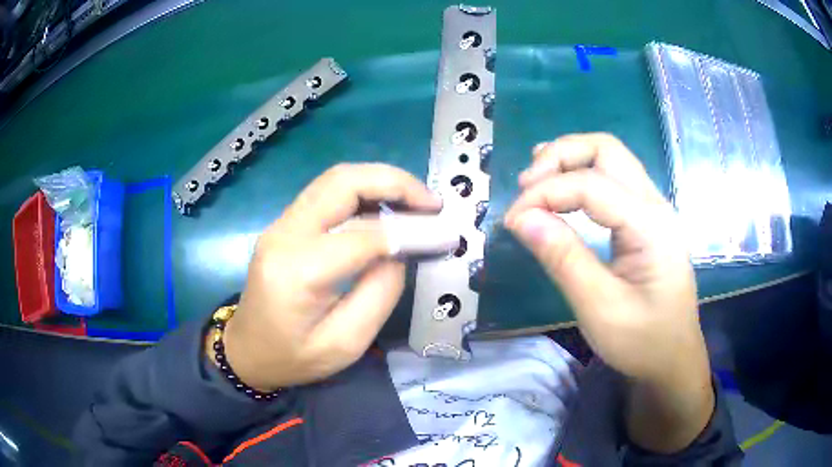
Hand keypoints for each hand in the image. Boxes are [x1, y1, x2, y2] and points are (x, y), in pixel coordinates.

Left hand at [212, 163, 440, 390]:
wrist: (246, 351)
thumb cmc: (293, 358)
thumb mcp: (345, 344)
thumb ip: (380, 294)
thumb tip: (401, 249)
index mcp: (297, 271)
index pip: (363, 235)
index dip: (410, 231)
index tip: (443, 235)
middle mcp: (284, 235)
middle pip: (342, 182)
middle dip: (394, 182)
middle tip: (432, 202)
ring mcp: (280, 225)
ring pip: (334, 179)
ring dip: (379, 181)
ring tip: (415, 201)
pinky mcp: (284, 225)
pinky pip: (326, 194)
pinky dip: (362, 191)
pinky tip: (385, 207)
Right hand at [504, 133, 712, 451]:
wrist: (673, 360)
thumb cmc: (642, 341)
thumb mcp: (599, 308)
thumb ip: (563, 258)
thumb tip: (521, 217)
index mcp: (650, 225)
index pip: (591, 185)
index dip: (545, 193)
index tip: (511, 220)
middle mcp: (655, 205)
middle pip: (606, 149)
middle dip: (560, 156)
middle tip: (526, 185)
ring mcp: (653, 210)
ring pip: (610, 159)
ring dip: (570, 160)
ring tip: (535, 181)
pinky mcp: (646, 221)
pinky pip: (613, 180)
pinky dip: (582, 175)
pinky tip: (562, 189)